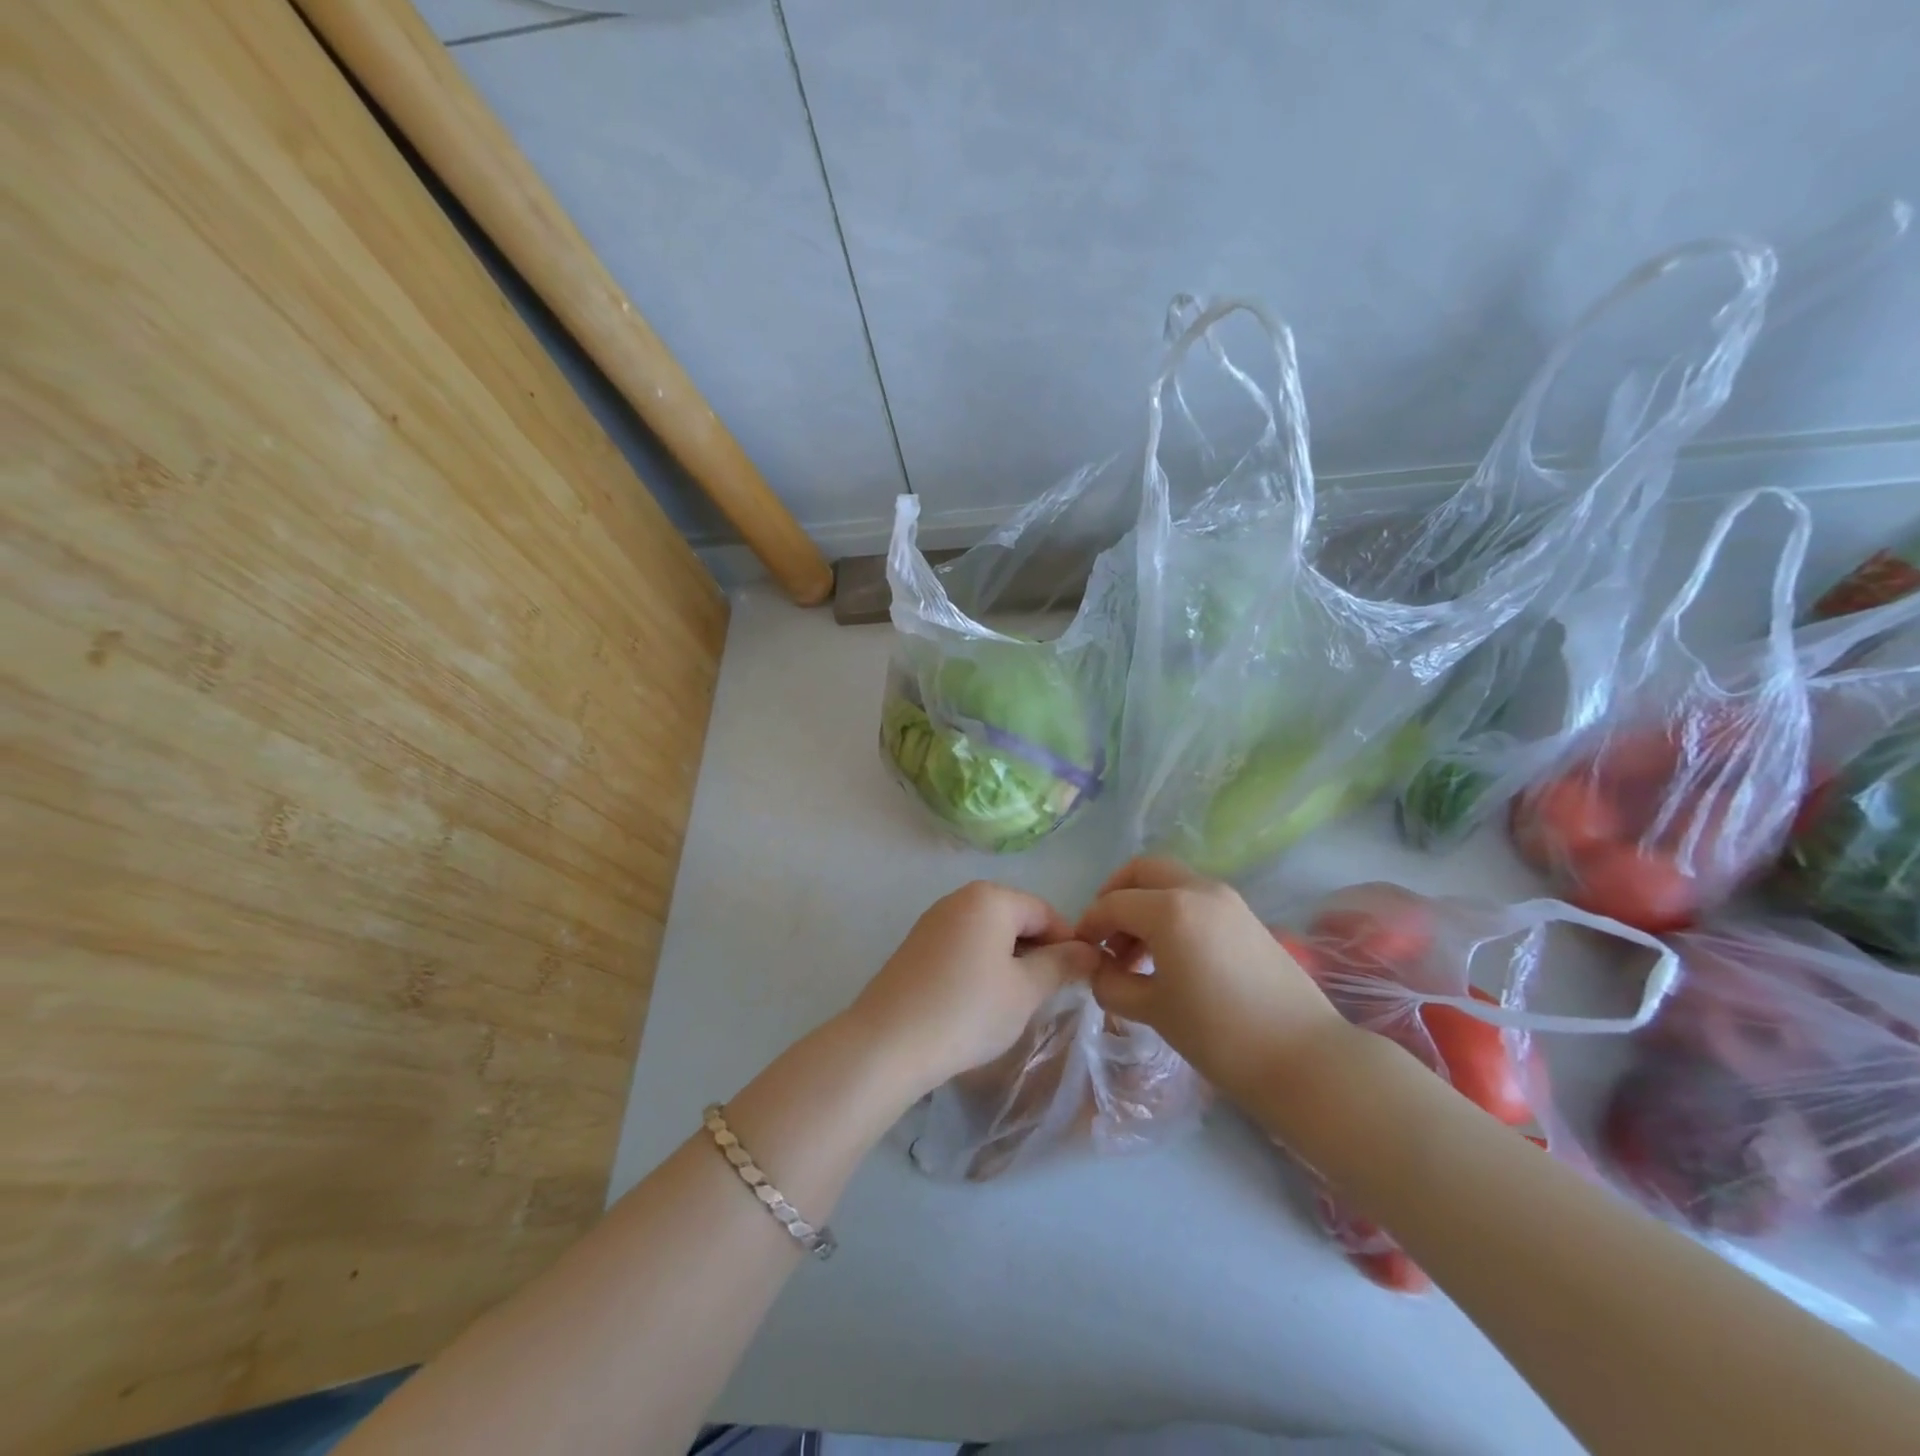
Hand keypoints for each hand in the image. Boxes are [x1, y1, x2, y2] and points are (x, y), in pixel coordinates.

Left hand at [848, 881, 1101, 1099]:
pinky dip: (981, 967)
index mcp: (990, 898)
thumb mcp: (1025, 991)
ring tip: (1015, 1003)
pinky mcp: (916, 946)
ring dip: (1010, 962)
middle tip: (1048, 996)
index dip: (1068, 944)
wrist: (887, 1042)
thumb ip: (1061, 965)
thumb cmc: (967, 1010)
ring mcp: (933, 921)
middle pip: (1016, 918)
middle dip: (1038, 952)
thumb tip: (1088, 951)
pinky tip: (980, 1002)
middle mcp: (960, 898)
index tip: (1078, 981)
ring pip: (989, 934)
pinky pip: (964, 946)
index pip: (1045, 912)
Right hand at [1075, 857, 1349, 1105]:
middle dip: (1116, 894)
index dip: (1089, 924)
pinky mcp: (1246, 916)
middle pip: (1143, 870)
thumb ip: (1112, 983)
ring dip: (1144, 904)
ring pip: (1171, 881)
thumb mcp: (1153, 1010)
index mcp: (1170, 909)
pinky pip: (1195, 898)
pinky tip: (1168, 956)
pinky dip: (1171, 912)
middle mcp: (1198, 889)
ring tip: (1135, 954)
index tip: (1079, 951)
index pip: (1113, 903)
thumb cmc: (1219, 1034)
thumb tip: (1097, 969)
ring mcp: (1228, 899)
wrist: (1304, 1058)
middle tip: (1104, 934)